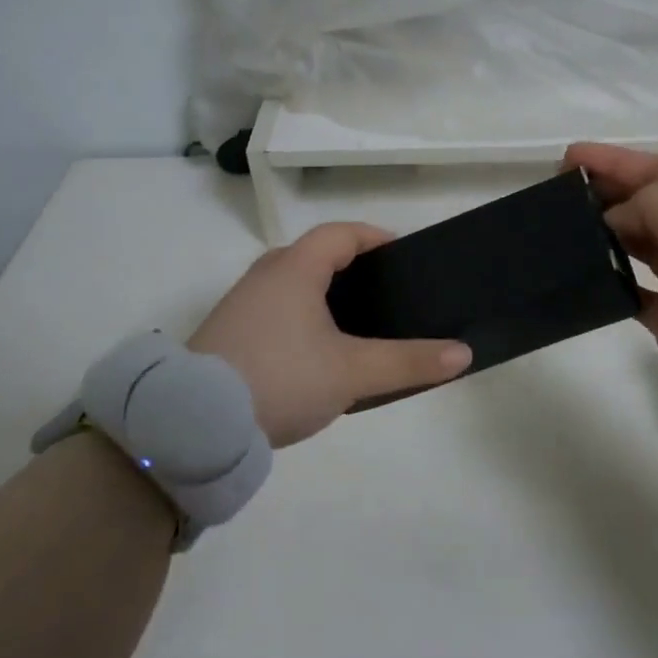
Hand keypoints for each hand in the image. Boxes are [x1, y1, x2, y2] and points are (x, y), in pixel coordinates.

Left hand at [188, 223, 472, 447]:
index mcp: (295, 268)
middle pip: (316, 256)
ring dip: (325, 296)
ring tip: (358, 327)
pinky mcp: (227, 334)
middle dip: (353, 269)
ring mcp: (241, 304)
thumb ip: (408, 361)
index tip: (404, 257)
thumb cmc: (280, 378)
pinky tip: (316, 354)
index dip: (375, 238)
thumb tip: (463, 353)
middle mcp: (265, 275)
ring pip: (293, 285)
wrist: (194, 423)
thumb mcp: (352, 372)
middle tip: (387, 295)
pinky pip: (276, 310)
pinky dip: (302, 318)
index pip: (341, 234)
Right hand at [566, 144, 657, 426]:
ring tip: (561, 228)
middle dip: (603, 192)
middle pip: (643, 203)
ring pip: (633, 243)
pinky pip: (628, 289)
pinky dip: (606, 279)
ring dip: (601, 232)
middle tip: (558, 193)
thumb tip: (614, 217)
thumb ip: (655, 206)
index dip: (615, 161)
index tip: (569, 156)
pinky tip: (581, 272)